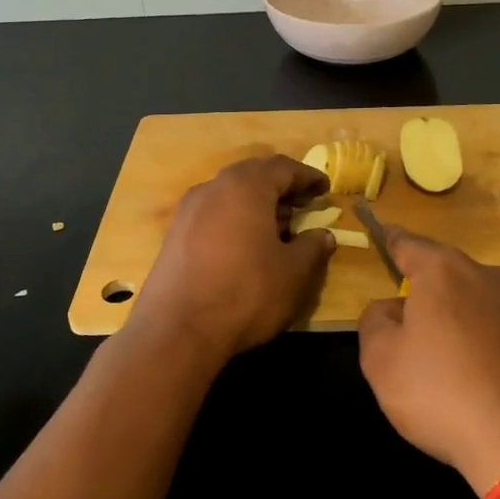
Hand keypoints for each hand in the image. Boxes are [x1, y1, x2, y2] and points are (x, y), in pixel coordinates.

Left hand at [129, 155, 335, 365]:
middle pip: (253, 175)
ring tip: (277, 229)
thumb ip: (313, 248)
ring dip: (257, 204)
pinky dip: (235, 219)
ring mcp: (189, 210)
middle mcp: (214, 187)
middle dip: (281, 187)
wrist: (176, 331)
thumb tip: (323, 235)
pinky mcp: (175, 234)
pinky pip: (213, 213)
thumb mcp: (293, 273)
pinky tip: (246, 246)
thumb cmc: (245, 293)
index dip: (308, 177)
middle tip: (302, 205)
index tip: (324, 188)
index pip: (283, 168)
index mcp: (246, 186)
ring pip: (231, 194)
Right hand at [357, 229, 499, 495]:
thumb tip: (393, 308)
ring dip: (475, 326)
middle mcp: (493, 276)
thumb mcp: (382, 363)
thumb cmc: (445, 396)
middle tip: (424, 338)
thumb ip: (376, 322)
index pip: (410, 245)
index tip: (385, 233)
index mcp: (444, 273)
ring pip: (491, 306)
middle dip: (437, 298)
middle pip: (454, 278)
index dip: (393, 240)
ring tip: (468, 372)